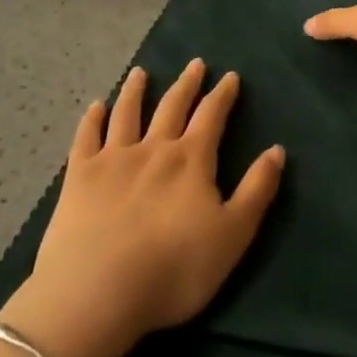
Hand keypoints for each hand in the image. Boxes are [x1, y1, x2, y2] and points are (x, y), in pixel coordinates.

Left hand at [1, 60, 283, 356]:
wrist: (97, 292)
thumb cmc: (174, 269)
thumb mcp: (233, 234)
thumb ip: (257, 189)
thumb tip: (277, 149)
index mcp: (191, 160)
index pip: (212, 117)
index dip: (223, 95)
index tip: (230, 76)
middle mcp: (153, 148)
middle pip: (172, 107)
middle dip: (187, 84)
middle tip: (195, 63)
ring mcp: (112, 159)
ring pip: (127, 113)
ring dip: (136, 91)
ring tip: (141, 73)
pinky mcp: (79, 177)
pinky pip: (86, 137)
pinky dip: (92, 118)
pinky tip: (96, 107)